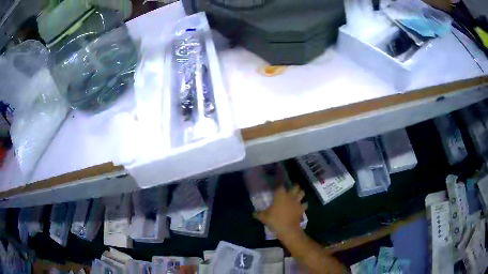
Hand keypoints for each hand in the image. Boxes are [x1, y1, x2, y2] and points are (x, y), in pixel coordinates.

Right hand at [254, 185, 307, 235]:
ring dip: (300, 193)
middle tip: (291, 189)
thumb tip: (253, 213)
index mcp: (280, 195)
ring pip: (302, 193)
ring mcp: (297, 202)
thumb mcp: (263, 217)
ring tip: (297, 195)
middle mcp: (290, 196)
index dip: (280, 186)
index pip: (281, 186)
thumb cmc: (274, 220)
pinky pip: (305, 204)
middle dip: (294, 187)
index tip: (278, 188)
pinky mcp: (302, 208)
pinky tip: (301, 206)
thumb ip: (258, 214)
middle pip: (295, 187)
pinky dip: (304, 204)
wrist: (287, 229)